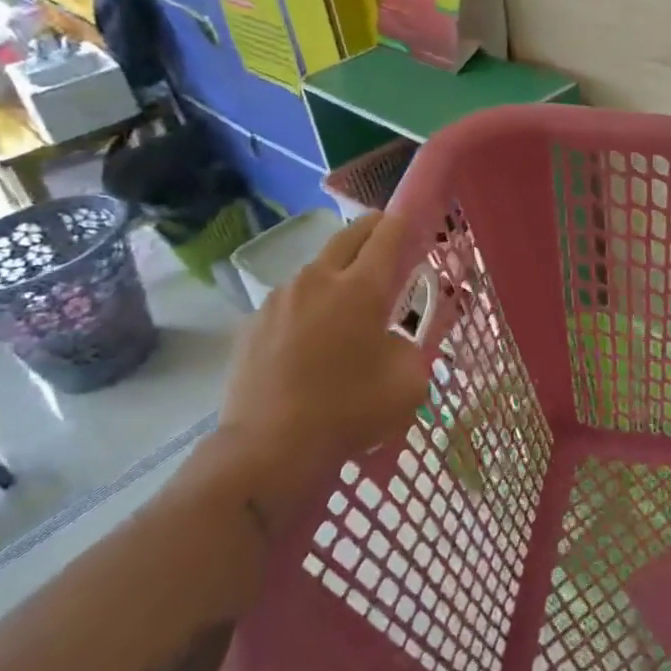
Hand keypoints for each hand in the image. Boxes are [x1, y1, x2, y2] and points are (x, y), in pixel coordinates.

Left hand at [208, 212, 430, 535]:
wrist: (267, 450)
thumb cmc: (349, 412)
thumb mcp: (409, 382)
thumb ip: (412, 346)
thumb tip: (394, 338)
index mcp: (360, 288)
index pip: (389, 234)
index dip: (407, 220)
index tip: (417, 220)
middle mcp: (317, 280)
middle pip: (349, 236)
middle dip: (373, 230)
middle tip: (389, 242)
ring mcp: (279, 299)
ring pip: (316, 268)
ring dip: (338, 272)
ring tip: (348, 302)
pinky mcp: (252, 323)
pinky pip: (289, 300)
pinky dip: (308, 305)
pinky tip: (311, 338)